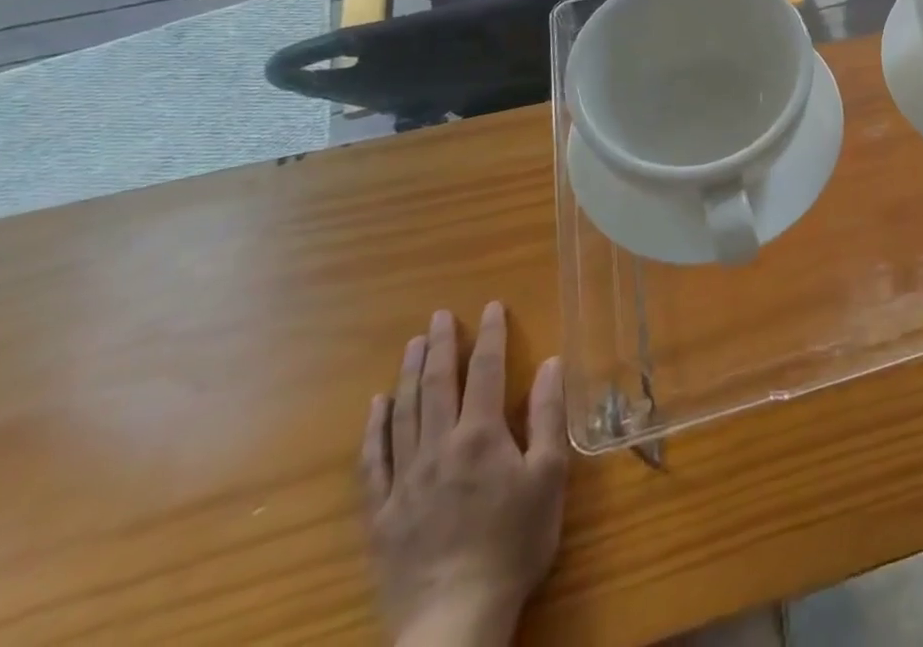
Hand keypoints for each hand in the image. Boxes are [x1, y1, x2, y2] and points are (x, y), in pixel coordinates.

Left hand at [361, 303, 567, 646]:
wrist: (454, 620)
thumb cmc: (513, 543)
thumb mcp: (548, 476)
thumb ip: (547, 416)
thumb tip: (550, 363)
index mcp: (481, 435)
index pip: (485, 370)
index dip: (489, 335)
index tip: (491, 306)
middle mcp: (438, 447)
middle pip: (436, 386)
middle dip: (440, 346)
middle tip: (439, 315)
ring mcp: (404, 481)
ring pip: (403, 415)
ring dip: (408, 375)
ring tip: (412, 345)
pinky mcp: (381, 516)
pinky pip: (372, 462)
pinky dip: (374, 429)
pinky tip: (376, 407)